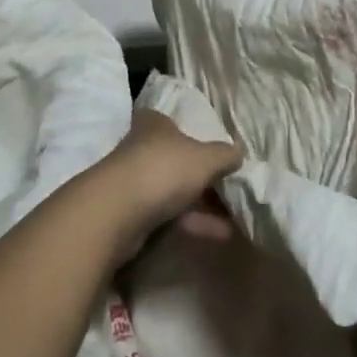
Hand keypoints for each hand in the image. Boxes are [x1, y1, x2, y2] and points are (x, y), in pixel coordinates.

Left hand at [94, 109, 243, 260]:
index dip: (194, 134)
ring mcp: (134, 182)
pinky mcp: (131, 214)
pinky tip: (220, 235)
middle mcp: (141, 148)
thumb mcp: (205, 158)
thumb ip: (225, 154)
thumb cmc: (163, 169)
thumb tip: (240, 152)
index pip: (173, 122)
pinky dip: (193, 223)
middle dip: (202, 175)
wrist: (116, 213)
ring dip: (202, 204)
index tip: (215, 150)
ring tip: (235, 218)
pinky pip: (169, 216)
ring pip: (173, 190)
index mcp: (155, 124)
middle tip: (231, 188)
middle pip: (176, 159)